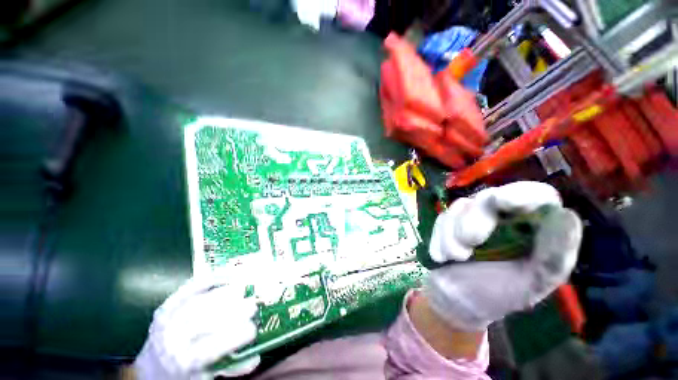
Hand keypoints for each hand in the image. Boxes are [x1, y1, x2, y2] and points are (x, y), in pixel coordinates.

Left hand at [134, 277, 259, 379]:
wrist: (149, 370)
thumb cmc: (182, 375)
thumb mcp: (205, 378)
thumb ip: (230, 368)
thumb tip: (255, 357)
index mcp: (183, 362)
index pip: (211, 348)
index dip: (234, 337)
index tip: (254, 329)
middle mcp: (171, 340)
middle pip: (204, 321)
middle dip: (232, 311)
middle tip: (253, 305)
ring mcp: (167, 321)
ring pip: (197, 303)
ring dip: (224, 294)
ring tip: (243, 290)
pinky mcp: (166, 307)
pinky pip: (187, 289)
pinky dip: (208, 280)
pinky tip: (226, 276)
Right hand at [424, 181, 582, 330]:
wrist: (455, 299)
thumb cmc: (499, 293)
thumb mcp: (532, 283)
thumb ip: (554, 255)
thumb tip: (568, 216)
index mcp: (533, 227)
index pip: (536, 195)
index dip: (521, 193)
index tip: (504, 203)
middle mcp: (503, 215)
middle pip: (488, 198)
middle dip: (474, 221)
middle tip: (469, 246)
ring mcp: (471, 215)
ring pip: (459, 207)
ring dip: (453, 235)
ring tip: (456, 258)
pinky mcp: (448, 220)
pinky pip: (442, 219)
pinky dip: (440, 238)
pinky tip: (444, 256)